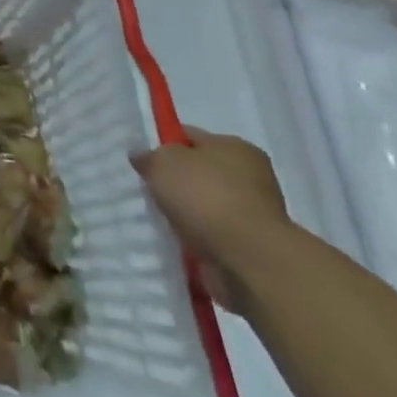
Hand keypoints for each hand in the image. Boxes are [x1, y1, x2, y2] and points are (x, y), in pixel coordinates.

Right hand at [132, 126, 289, 313]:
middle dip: (174, 182)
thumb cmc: (207, 198)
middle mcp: (250, 175)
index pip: (189, 136)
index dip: (163, 145)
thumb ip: (149, 156)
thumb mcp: (163, 163)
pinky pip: (213, 234)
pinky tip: (177, 241)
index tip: (143, 161)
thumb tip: (142, 157)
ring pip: (205, 205)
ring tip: (159, 220)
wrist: (251, 260)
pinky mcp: (252, 246)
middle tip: (147, 191)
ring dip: (186, 213)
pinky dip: (197, 238)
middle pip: (199, 172)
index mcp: (234, 146)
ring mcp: (254, 212)